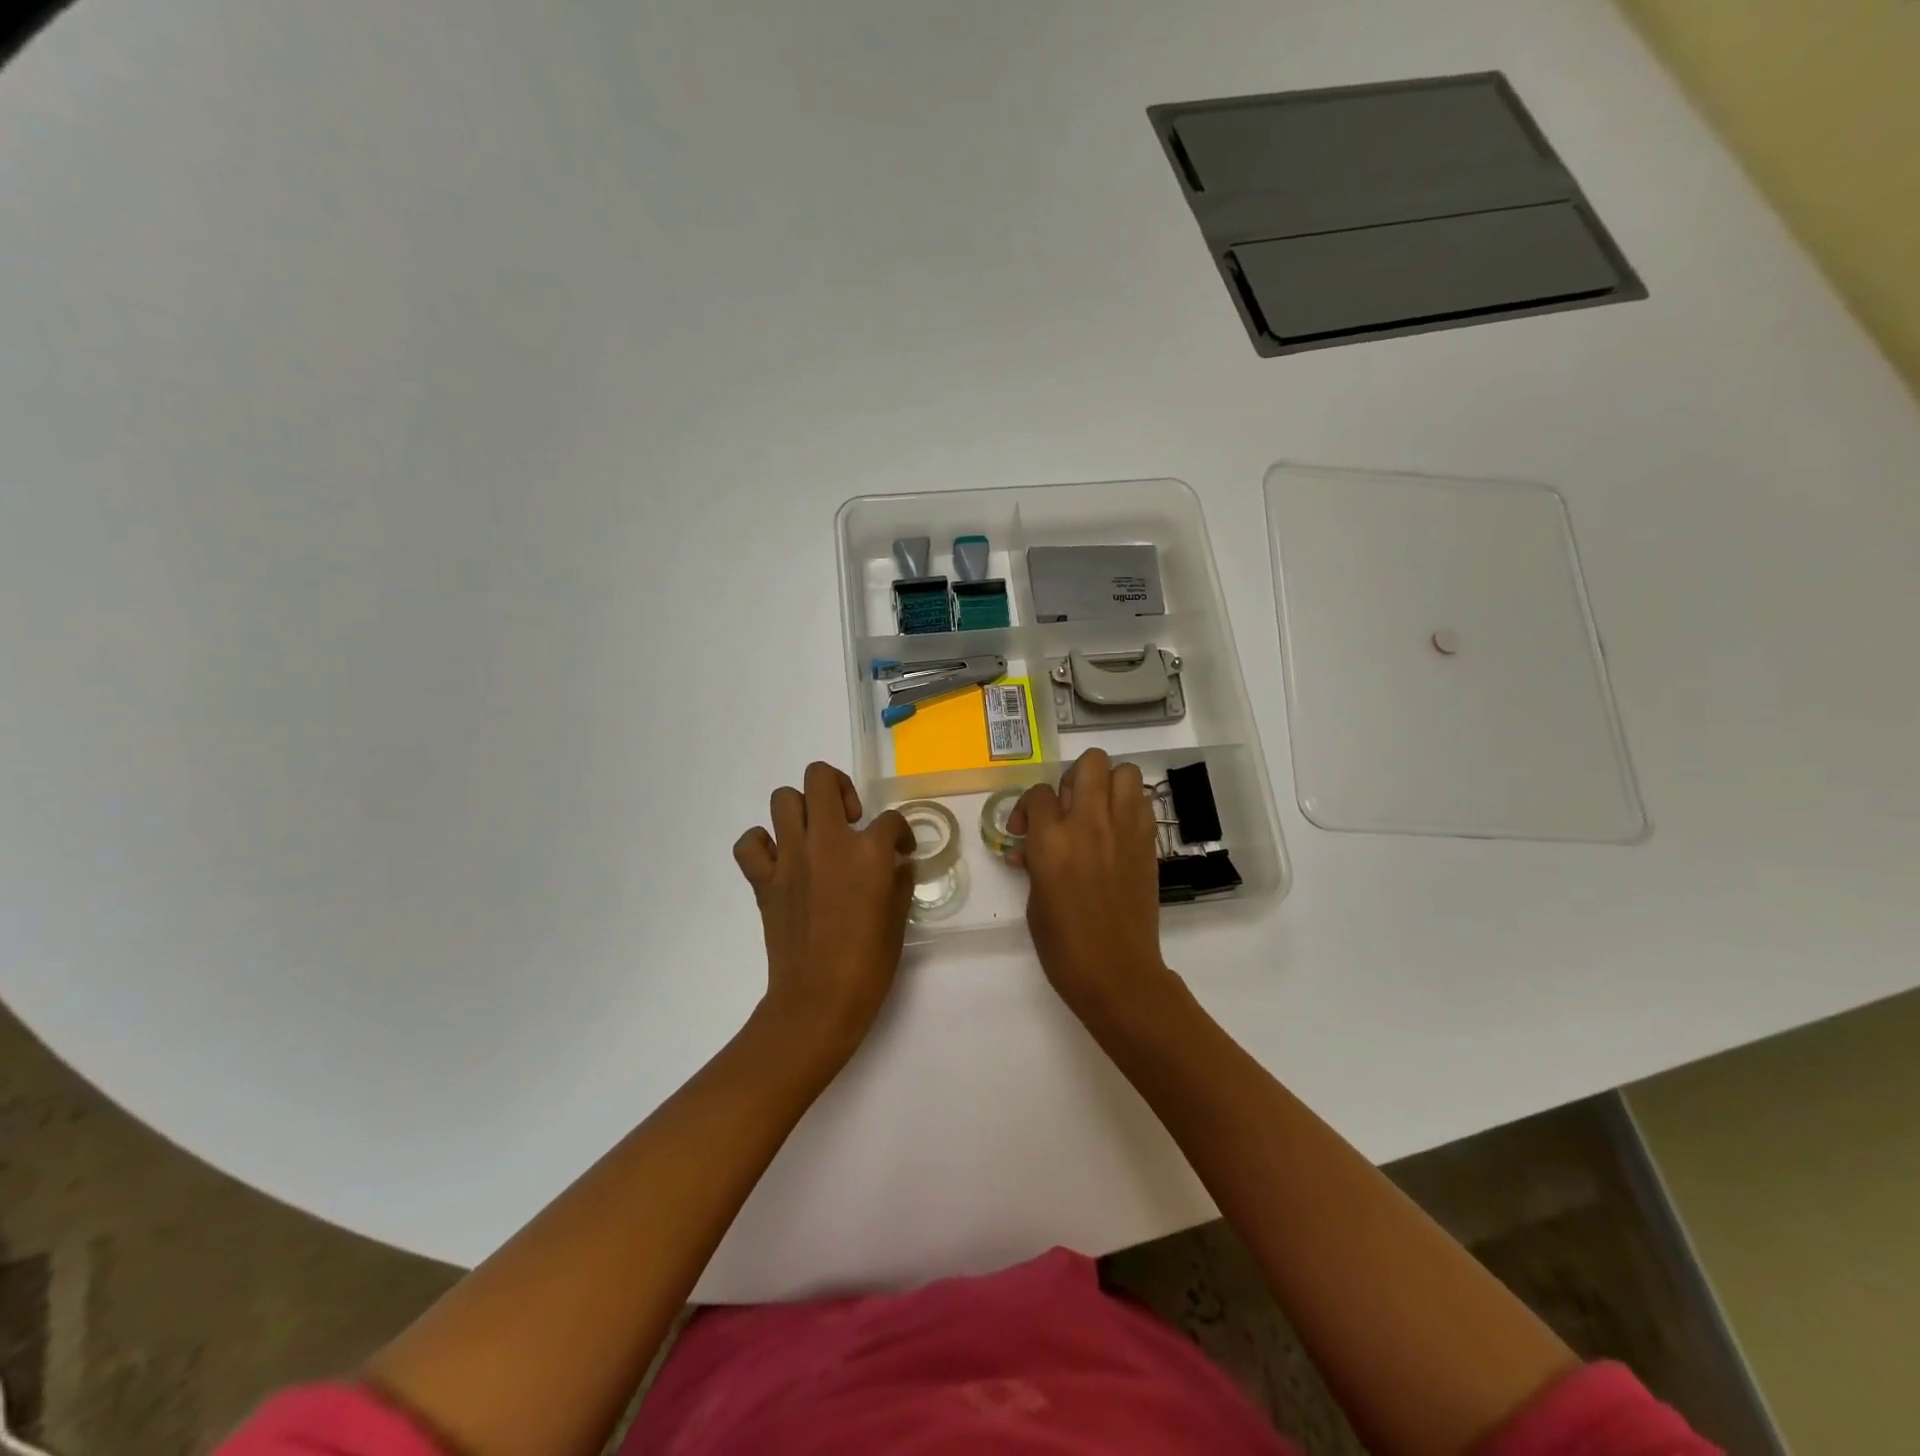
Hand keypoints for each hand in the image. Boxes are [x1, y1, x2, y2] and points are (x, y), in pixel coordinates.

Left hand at [733, 762, 915, 1059]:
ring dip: (802, 809)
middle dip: (839, 787)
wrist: (819, 1000)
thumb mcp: (899, 918)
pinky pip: (750, 844)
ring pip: (783, 799)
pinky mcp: (764, 880)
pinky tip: (781, 859)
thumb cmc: (869, 964)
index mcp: (869, 852)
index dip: (901, 832)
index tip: (901, 850)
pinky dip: (762, 844)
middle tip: (850, 818)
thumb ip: (899, 880)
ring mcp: (790, 858)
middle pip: (821, 778)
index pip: (890, 819)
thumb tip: (896, 863)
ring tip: (816, 834)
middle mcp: (827, 842)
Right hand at [1009, 748, 1174, 1021]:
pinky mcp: (1148, 842)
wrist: (1117, 972)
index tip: (1025, 830)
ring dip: (1107, 783)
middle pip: (1089, 763)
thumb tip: (1030, 846)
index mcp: (1052, 840)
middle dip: (1073, 777)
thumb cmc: (1064, 944)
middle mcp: (1089, 823)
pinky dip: (1128, 805)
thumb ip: (1035, 860)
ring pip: (1124, 771)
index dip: (1028, 807)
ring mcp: (1125, 829)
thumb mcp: (1034, 898)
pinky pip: (1142, 801)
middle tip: (1067, 807)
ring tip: (1096, 810)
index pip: (1038, 793)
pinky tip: (1116, 830)